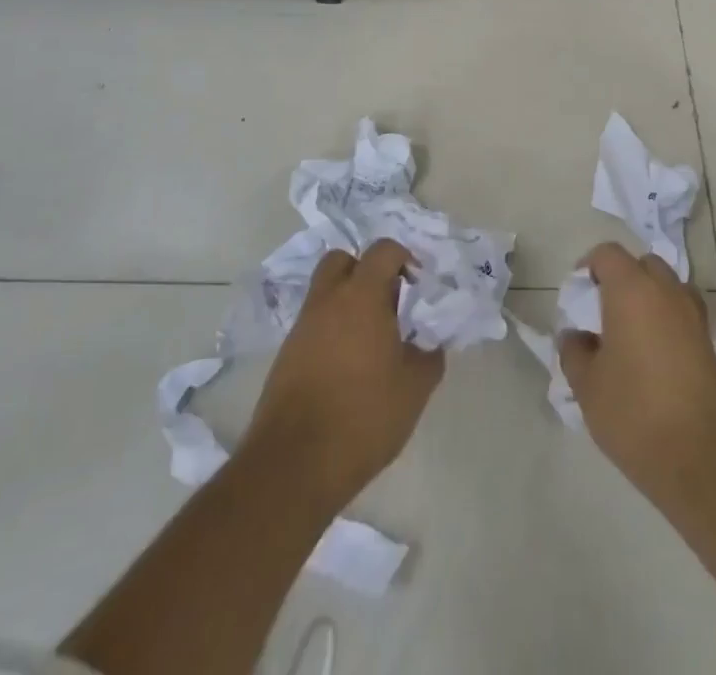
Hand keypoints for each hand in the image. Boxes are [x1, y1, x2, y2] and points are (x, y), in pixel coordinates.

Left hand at [239, 240, 444, 512]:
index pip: (383, 250)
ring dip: (348, 303)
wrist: (294, 465)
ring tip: (371, 341)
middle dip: (366, 271)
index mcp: (362, 296)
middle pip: (343, 261)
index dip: (404, 259)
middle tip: (388, 303)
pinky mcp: (286, 355)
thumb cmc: (363, 416)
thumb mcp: (414, 389)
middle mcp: (327, 300)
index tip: (418, 285)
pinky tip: (348, 366)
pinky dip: (332, 330)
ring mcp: (302, 327)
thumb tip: (430, 343)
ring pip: (325, 293)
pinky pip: (314, 324)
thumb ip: (429, 356)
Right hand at [559, 243, 715, 499]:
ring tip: (631, 331)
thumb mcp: (587, 386)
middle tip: (604, 311)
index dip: (590, 267)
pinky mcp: (709, 341)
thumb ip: (574, 351)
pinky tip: (654, 353)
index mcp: (631, 290)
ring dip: (649, 296)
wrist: (701, 458)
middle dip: (622, 278)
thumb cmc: (634, 413)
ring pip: (667, 286)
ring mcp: (693, 314)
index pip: (608, 254)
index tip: (579, 295)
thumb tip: (574, 336)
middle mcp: (666, 291)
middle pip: (642, 264)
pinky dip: (668, 318)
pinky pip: (683, 312)